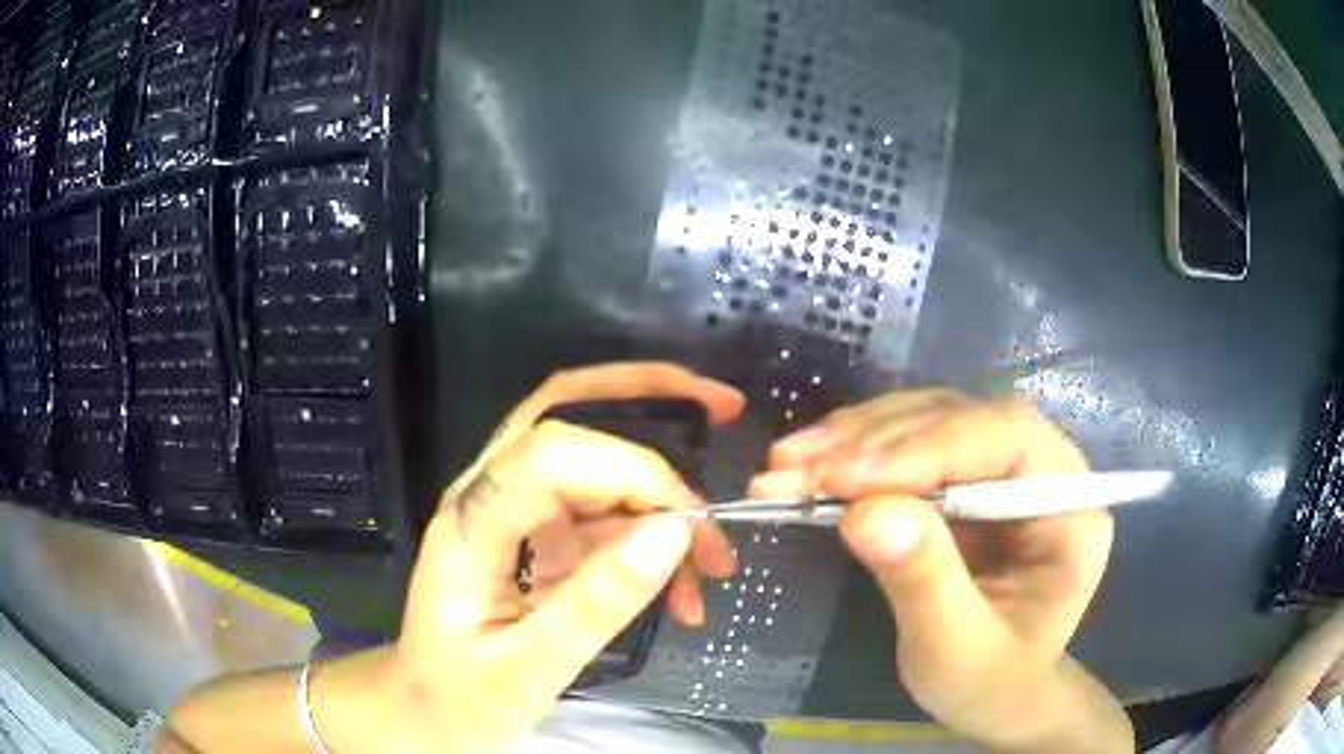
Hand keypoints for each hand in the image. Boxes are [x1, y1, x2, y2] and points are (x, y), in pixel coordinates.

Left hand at [331, 363, 744, 752]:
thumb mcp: (527, 672)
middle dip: (650, 398)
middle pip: (566, 413)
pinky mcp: (537, 537)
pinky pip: (603, 515)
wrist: (425, 714)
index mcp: (470, 524)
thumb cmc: (459, 700)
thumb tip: (674, 533)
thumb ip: (596, 605)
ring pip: (597, 465)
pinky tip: (680, 591)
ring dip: (663, 498)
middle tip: (726, 407)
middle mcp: (489, 497)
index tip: (690, 524)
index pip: (551, 454)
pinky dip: (651, 540)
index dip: (631, 469)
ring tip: (713, 565)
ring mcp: (514, 513)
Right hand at [750, 390, 1131, 752]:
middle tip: (792, 472)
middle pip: (962, 419)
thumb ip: (923, 582)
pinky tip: (809, 463)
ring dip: (853, 439)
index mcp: (1072, 507)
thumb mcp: (956, 651)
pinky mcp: (965, 473)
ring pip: (928, 418)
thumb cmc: (988, 681)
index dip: (928, 449)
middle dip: (875, 444)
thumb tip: (863, 512)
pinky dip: (854, 449)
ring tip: (785, 466)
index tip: (842, 481)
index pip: (1009, 440)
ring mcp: (1003, 466)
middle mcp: (1044, 468)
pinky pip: (908, 439)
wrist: (994, 688)